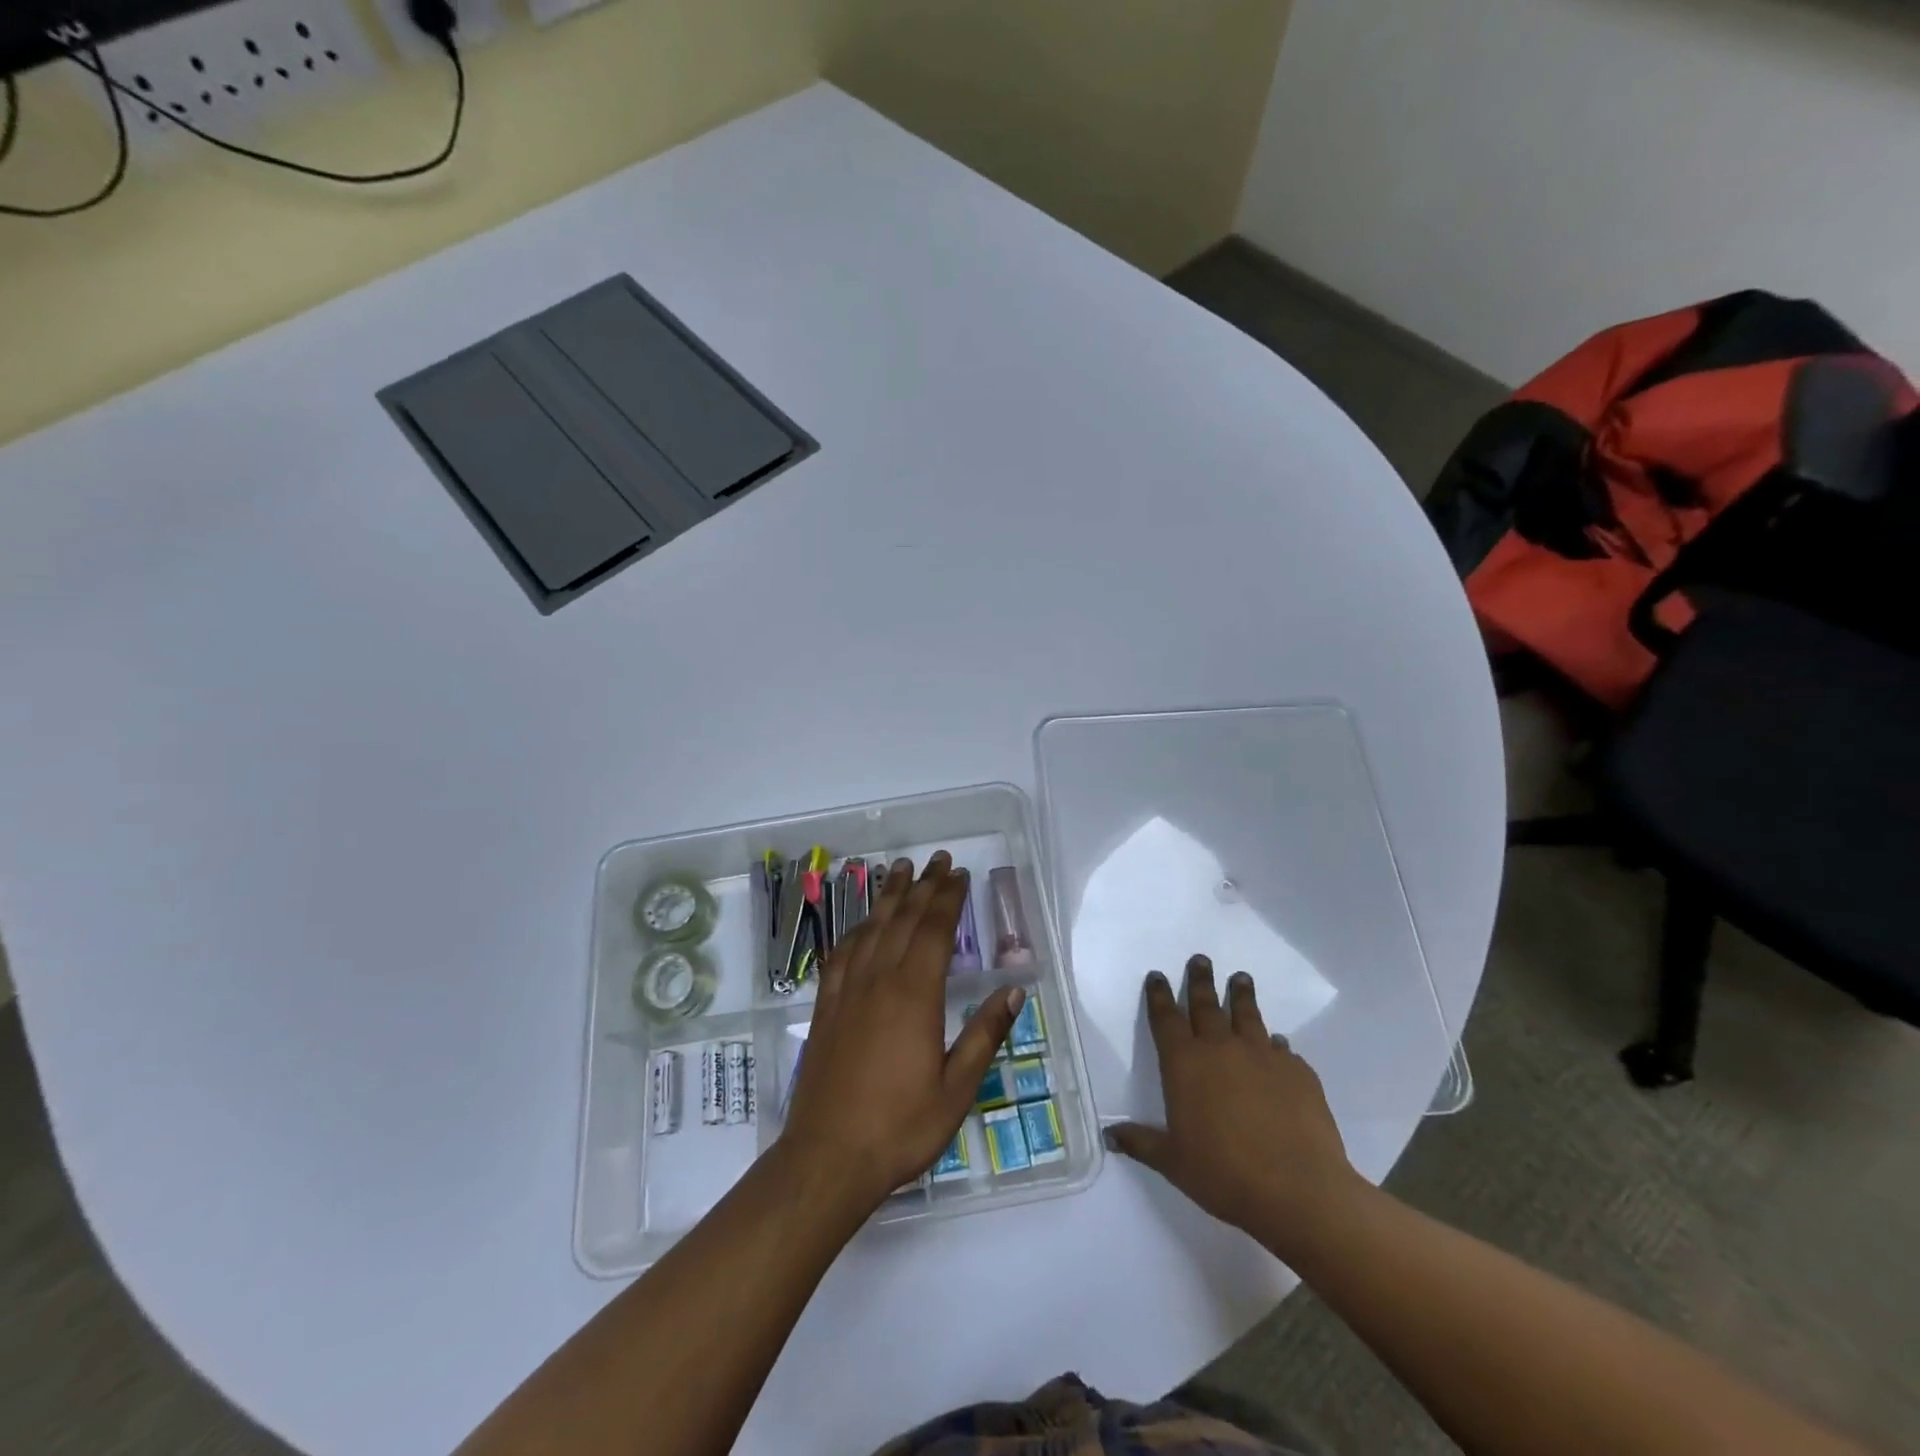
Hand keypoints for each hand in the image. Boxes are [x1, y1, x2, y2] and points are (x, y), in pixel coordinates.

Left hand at [779, 852, 1022, 1209]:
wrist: (827, 1158)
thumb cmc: (900, 1127)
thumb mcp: (957, 1089)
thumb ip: (984, 1035)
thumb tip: (1013, 991)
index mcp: (914, 995)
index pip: (934, 930)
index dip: (948, 899)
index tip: (959, 875)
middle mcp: (879, 981)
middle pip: (903, 920)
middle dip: (923, 886)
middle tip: (937, 859)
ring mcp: (847, 991)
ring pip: (870, 928)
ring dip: (888, 896)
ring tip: (900, 869)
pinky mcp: (825, 1007)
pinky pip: (841, 954)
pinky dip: (855, 930)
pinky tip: (861, 925)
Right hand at [1106, 955, 1360, 1254]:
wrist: (1299, 1190)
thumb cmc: (1224, 1174)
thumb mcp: (1173, 1162)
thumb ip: (1141, 1142)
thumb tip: (1110, 1136)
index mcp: (1185, 1064)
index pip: (1166, 1018)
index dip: (1159, 995)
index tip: (1157, 975)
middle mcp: (1221, 1048)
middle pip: (1207, 1004)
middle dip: (1200, 980)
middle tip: (1201, 959)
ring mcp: (1263, 1056)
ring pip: (1248, 1015)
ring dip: (1241, 995)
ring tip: (1240, 978)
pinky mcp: (1298, 1072)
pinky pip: (1282, 1049)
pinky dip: (1275, 1044)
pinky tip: (1278, 1045)